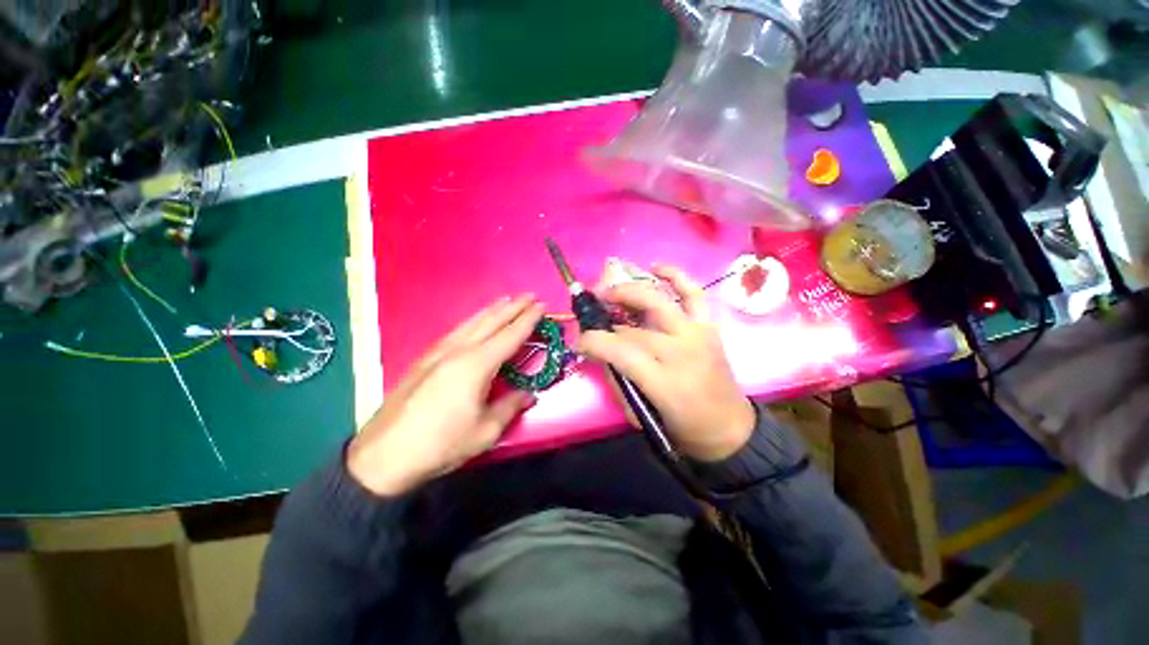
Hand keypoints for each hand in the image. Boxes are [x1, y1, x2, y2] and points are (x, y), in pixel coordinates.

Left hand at [347, 295, 543, 495]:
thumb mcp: (485, 431)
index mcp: (477, 365)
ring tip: (507, 300)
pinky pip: (457, 330)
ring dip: (492, 309)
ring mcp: (439, 352)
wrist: (383, 456)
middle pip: (491, 321)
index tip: (542, 305)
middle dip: (513, 307)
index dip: (528, 319)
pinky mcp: (425, 359)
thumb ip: (510, 406)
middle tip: (530, 296)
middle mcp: (459, 350)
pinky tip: (475, 322)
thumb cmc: (441, 444)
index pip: (510, 335)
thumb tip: (528, 394)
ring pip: (471, 322)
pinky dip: (473, 320)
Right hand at [578, 265, 754, 461]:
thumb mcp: (640, 414)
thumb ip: (617, 379)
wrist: (729, 428)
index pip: (619, 350)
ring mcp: (697, 334)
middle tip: (591, 312)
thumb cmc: (682, 427)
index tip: (579, 341)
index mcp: (664, 381)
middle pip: (634, 326)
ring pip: (659, 301)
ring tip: (610, 291)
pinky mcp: (708, 327)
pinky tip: (656, 267)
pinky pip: (693, 293)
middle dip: (606, 317)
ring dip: (630, 291)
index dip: (593, 342)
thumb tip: (599, 352)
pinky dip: (675, 276)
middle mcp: (681, 351)